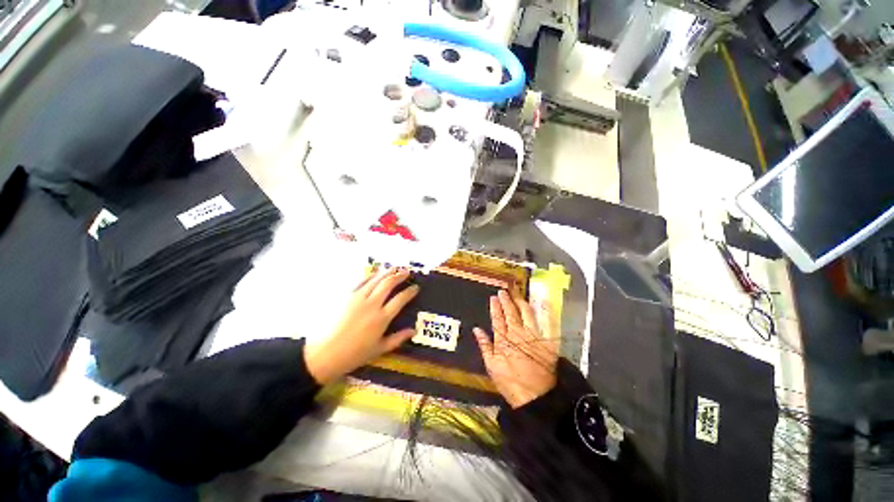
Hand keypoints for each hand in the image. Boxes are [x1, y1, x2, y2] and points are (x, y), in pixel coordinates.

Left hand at [305, 268, 419, 384]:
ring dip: (386, 272)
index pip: (400, 300)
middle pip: (388, 284)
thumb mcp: (379, 349)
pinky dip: (370, 276)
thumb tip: (414, 330)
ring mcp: (357, 298)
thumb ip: (398, 339)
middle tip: (406, 272)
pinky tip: (375, 274)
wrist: (324, 354)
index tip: (415, 287)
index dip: (410, 292)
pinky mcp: (345, 296)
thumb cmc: (354, 354)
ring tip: (394, 268)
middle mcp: (371, 304)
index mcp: (381, 318)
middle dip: (399, 276)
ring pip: (375, 280)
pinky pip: (360, 281)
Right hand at [473, 290, 558, 408]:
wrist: (536, 397)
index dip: (495, 307)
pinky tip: (543, 303)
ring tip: (517, 295)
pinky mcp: (547, 341)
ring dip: (521, 302)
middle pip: (511, 313)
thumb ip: (484, 346)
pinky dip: (545, 312)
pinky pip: (547, 324)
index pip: (497, 319)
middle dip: (506, 300)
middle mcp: (518, 334)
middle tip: (503, 291)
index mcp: (503, 340)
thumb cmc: (510, 383)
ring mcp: (533, 336)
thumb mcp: (492, 367)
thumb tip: (477, 329)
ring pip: (526, 314)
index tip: (493, 297)